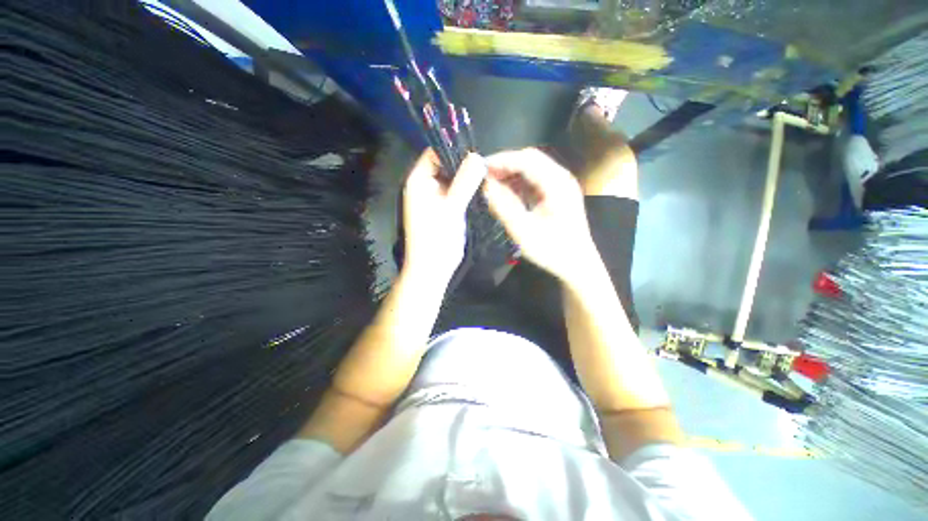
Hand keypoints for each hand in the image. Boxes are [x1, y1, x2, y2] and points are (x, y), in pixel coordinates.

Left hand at [402, 150, 485, 284]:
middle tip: (486, 166)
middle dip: (463, 165)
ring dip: (466, 178)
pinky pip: (454, 192)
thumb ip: (464, 182)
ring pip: (451, 179)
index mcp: (419, 181)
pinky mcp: (442, 209)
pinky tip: (481, 191)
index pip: (434, 153)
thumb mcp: (452, 209)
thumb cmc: (437, 239)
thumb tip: (478, 157)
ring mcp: (433, 198)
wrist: (432, 269)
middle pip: (444, 165)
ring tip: (487, 177)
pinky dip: (465, 190)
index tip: (477, 153)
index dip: (454, 150)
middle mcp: (424, 186)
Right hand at [483, 148, 598, 284]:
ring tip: (491, 185)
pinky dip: (517, 183)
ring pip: (531, 168)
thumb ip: (503, 206)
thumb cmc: (551, 250)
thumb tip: (485, 186)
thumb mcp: (523, 231)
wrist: (576, 264)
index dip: (501, 161)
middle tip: (483, 177)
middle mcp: (561, 178)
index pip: (526, 160)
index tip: (479, 168)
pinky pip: (533, 180)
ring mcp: (560, 185)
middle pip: (529, 159)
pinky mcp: (556, 193)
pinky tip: (506, 193)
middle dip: (505, 165)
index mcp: (557, 184)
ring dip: (510, 174)